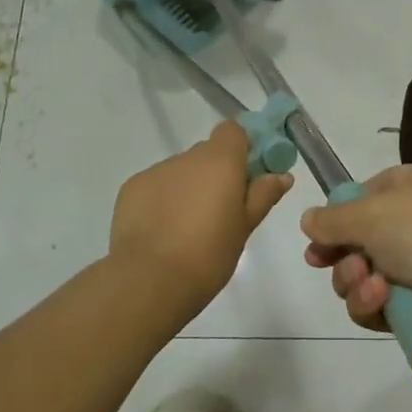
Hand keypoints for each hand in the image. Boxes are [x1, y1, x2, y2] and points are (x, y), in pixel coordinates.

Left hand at [110, 121, 291, 315]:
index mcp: (220, 161)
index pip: (233, 131)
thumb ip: (262, 195)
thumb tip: (281, 175)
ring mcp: (156, 171)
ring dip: (189, 188)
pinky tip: (163, 231)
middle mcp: (187, 157)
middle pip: (208, 153)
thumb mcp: (244, 227)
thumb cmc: (209, 254)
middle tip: (224, 210)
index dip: (243, 147)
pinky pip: (156, 186)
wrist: (149, 280)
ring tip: (189, 228)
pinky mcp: (131, 189)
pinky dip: (164, 200)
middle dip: (217, 174)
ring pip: (181, 171)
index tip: (249, 175)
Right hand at [300, 164, 411, 365]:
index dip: (337, 220)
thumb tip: (308, 219)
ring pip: (364, 280)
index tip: (316, 242)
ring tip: (373, 286)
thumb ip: (333, 219)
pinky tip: (384, 301)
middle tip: (345, 265)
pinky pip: (381, 308)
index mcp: (410, 187)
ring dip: (357, 284)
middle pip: (357, 244)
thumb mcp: (372, 212)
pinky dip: (375, 305)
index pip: (362, 199)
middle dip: (343, 259)